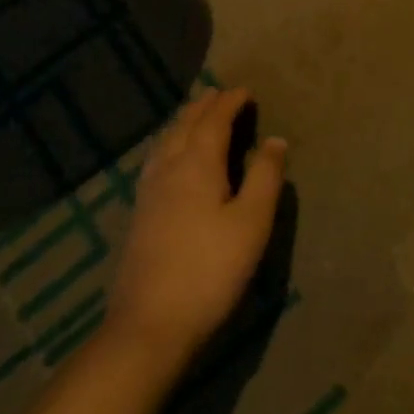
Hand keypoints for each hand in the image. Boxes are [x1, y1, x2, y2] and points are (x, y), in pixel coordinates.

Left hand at [105, 87, 287, 368]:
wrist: (149, 323)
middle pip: (185, 124)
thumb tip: (275, 139)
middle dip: (204, 106)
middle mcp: (169, 167)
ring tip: (195, 115)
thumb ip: (265, 177)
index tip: (245, 90)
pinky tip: (169, 157)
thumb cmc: (210, 270)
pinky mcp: (139, 212)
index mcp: (197, 163)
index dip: (230, 102)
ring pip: (166, 140)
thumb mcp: (251, 223)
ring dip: (184, 121)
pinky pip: (156, 158)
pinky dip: (169, 142)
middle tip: (220, 93)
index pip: (214, 120)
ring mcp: (148, 190)